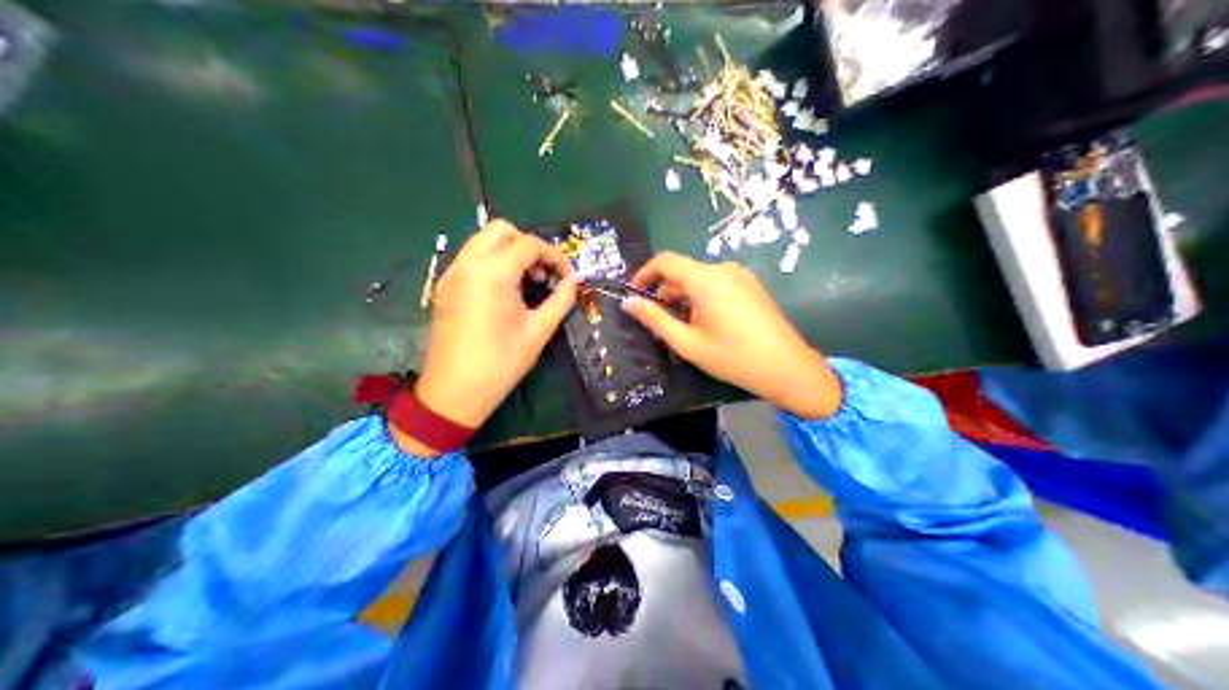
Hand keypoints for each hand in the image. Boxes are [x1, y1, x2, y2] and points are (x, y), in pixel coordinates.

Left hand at [398, 218, 582, 453]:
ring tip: (525, 284)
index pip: (528, 244)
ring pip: (482, 241)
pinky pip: (471, 259)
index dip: (554, 256)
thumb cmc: (500, 363)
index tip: (566, 276)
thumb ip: (560, 300)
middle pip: (501, 230)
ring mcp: (452, 274)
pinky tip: (503, 292)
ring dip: (508, 252)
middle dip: (527, 245)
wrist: (453, 392)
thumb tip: (574, 282)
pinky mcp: (445, 287)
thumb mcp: (538, 331)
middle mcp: (468, 264)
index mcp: (492, 273)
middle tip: (542, 274)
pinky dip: (491, 263)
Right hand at [621, 250, 839, 416]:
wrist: (786, 367)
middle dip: (666, 293)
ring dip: (685, 298)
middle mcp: (724, 269)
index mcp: (706, 279)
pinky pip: (718, 284)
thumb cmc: (733, 357)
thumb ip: (655, 320)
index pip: (666, 261)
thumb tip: (628, 303)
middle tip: (659, 323)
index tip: (634, 296)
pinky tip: (708, 325)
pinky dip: (703, 298)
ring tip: (685, 329)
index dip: (645, 274)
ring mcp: (741, 276)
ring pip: (700, 279)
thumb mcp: (688, 343)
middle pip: (684, 271)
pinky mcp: (752, 286)